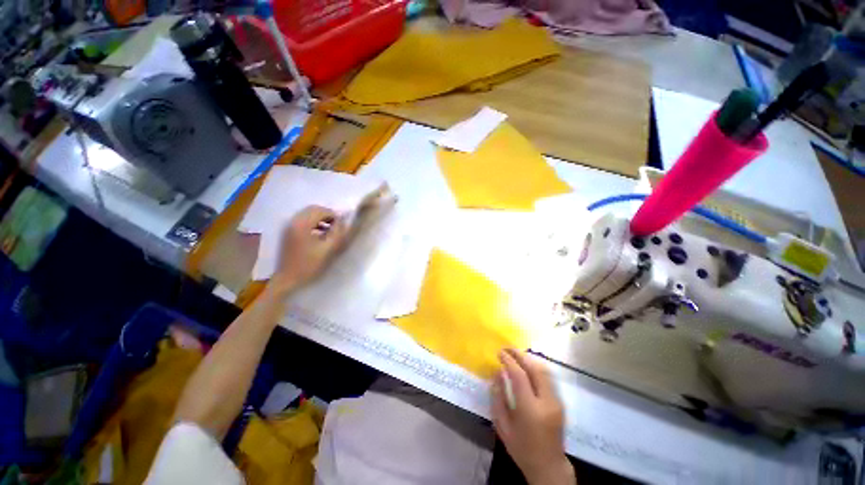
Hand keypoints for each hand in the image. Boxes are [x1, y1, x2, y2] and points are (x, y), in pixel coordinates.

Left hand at [271, 205, 349, 291]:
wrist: (288, 279)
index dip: (334, 215)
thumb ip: (337, 232)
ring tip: (330, 230)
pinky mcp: (287, 233)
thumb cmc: (310, 265)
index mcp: (302, 224)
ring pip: (307, 214)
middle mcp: (293, 221)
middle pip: (313, 209)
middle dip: (327, 215)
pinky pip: (302, 221)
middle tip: (337, 226)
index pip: (321, 210)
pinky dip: (313, 223)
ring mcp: (288, 227)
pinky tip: (319, 235)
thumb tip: (343, 221)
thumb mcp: (328, 249)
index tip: (342, 225)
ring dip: (320, 219)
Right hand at [491, 349, 574, 484]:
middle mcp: (546, 402)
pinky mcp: (560, 402)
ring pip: (544, 371)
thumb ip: (498, 397)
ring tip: (515, 354)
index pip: (520, 376)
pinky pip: (548, 377)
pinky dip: (536, 367)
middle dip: (520, 355)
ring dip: (529, 359)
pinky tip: (526, 366)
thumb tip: (498, 372)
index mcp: (530, 410)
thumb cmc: (521, 448)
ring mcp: (556, 401)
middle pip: (535, 369)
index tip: (499, 353)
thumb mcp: (502, 425)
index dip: (509, 361)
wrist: (549, 466)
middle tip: (507, 348)